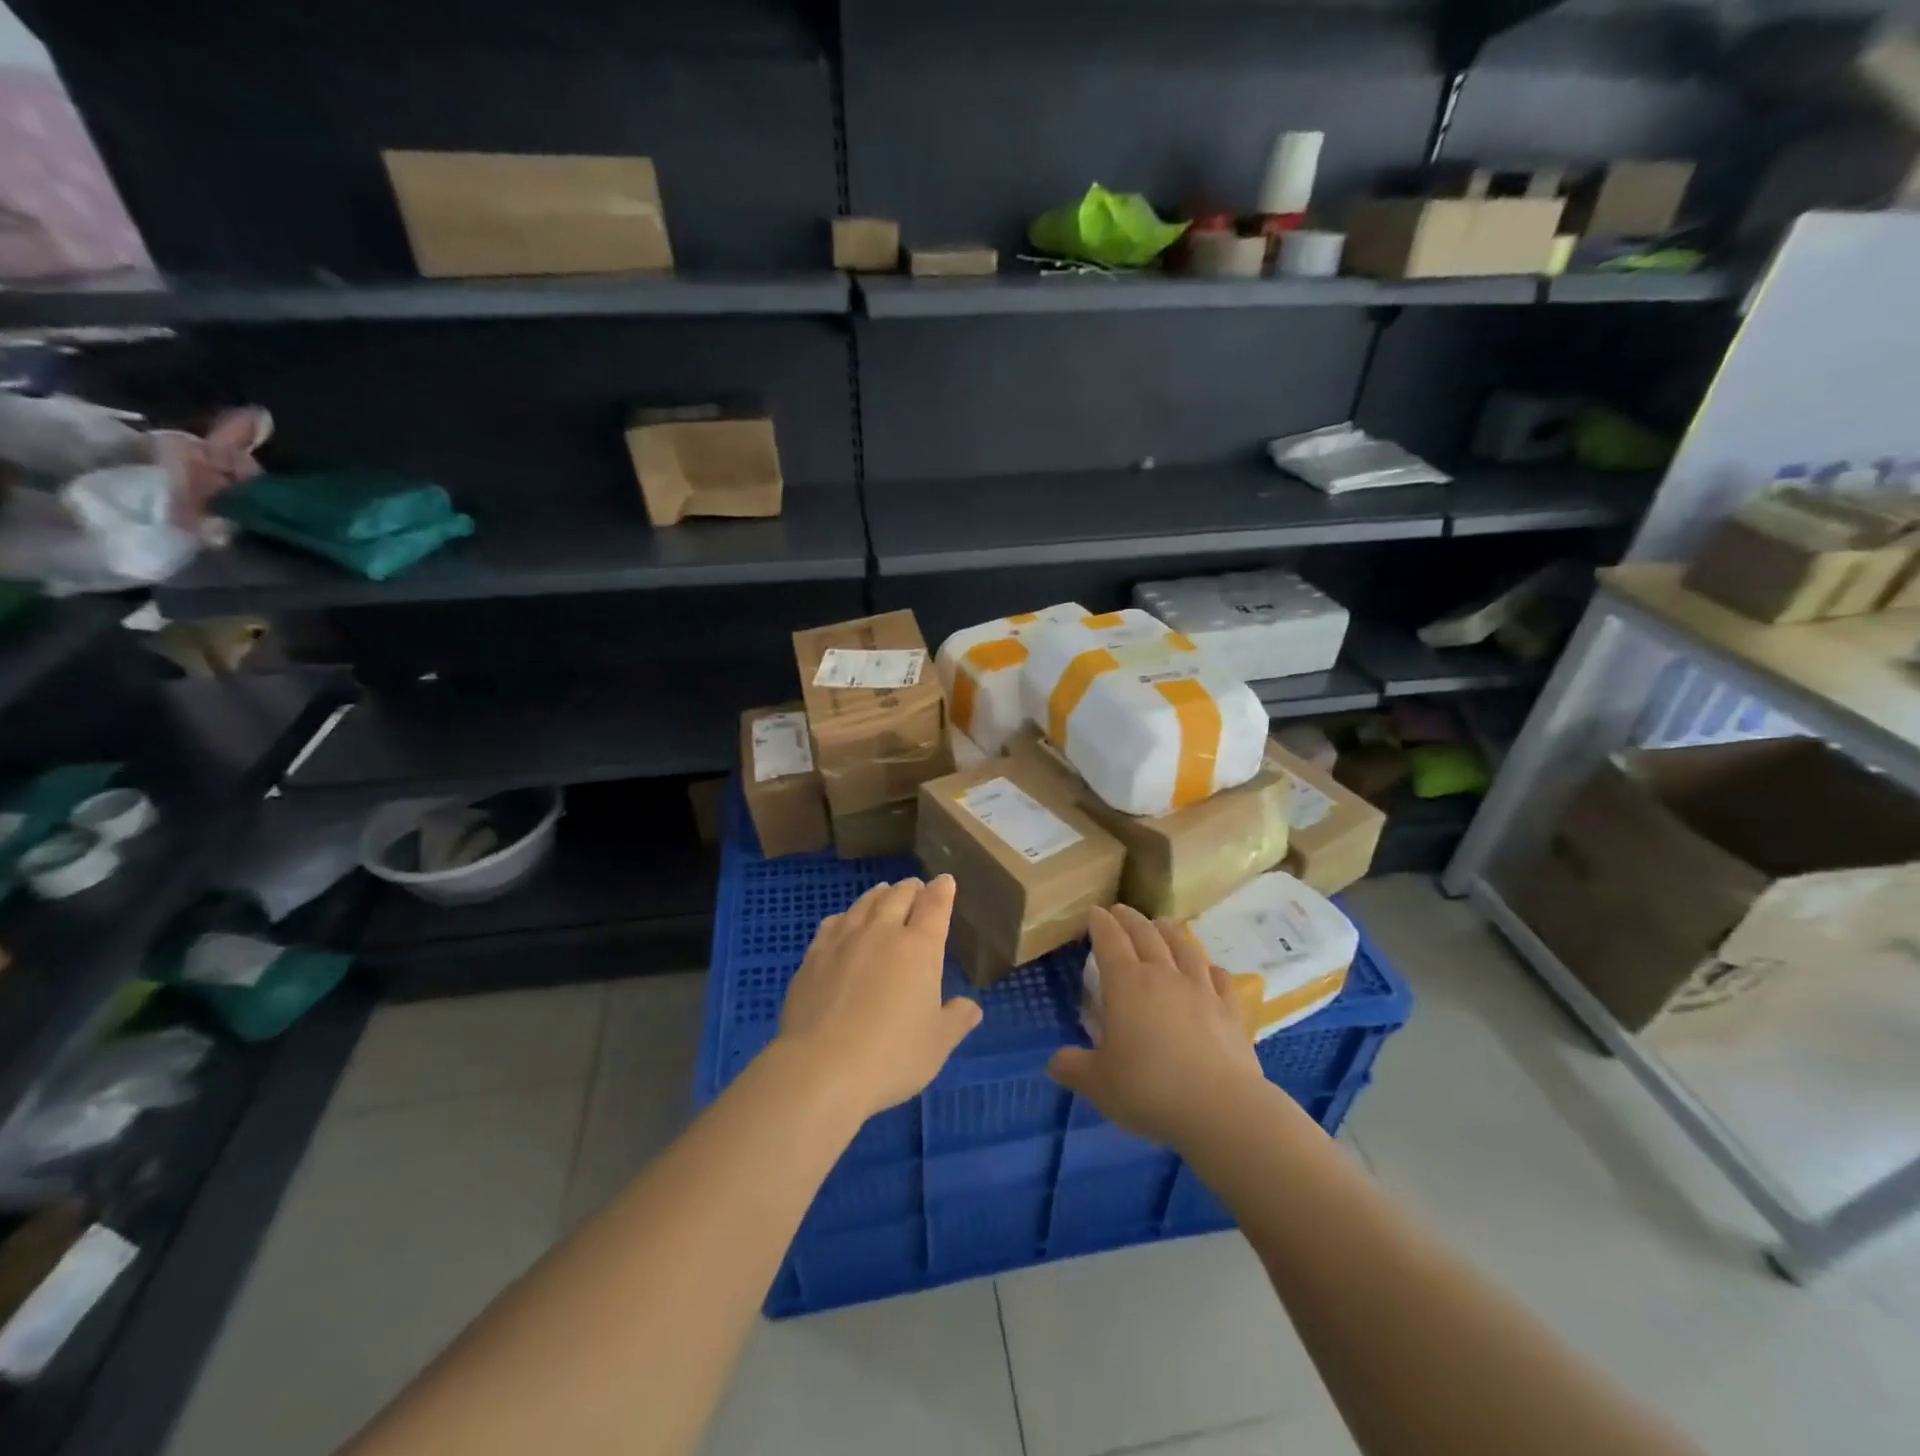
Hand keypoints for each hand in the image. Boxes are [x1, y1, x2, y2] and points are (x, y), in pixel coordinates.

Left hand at [776, 875, 982, 1120]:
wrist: (821, 1067)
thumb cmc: (892, 1055)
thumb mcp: (937, 1044)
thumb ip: (957, 1020)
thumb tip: (972, 1007)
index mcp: (919, 947)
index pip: (934, 906)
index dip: (942, 890)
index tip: (945, 881)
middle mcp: (882, 932)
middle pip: (898, 896)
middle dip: (911, 888)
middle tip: (916, 887)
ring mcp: (844, 940)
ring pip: (865, 904)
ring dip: (879, 895)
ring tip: (883, 892)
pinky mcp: (814, 955)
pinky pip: (833, 923)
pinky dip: (846, 915)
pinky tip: (843, 921)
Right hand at [1048, 904, 1264, 1149]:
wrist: (1221, 1109)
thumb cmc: (1149, 1090)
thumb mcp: (1098, 1084)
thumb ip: (1073, 1068)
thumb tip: (1055, 1062)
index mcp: (1126, 984)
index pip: (1110, 941)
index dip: (1100, 923)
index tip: (1095, 911)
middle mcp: (1163, 976)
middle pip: (1145, 935)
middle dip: (1130, 919)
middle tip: (1120, 910)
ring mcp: (1201, 990)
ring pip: (1183, 947)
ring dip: (1168, 932)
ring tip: (1160, 925)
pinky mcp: (1230, 1010)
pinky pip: (1218, 978)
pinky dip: (1208, 967)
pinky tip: (1208, 968)